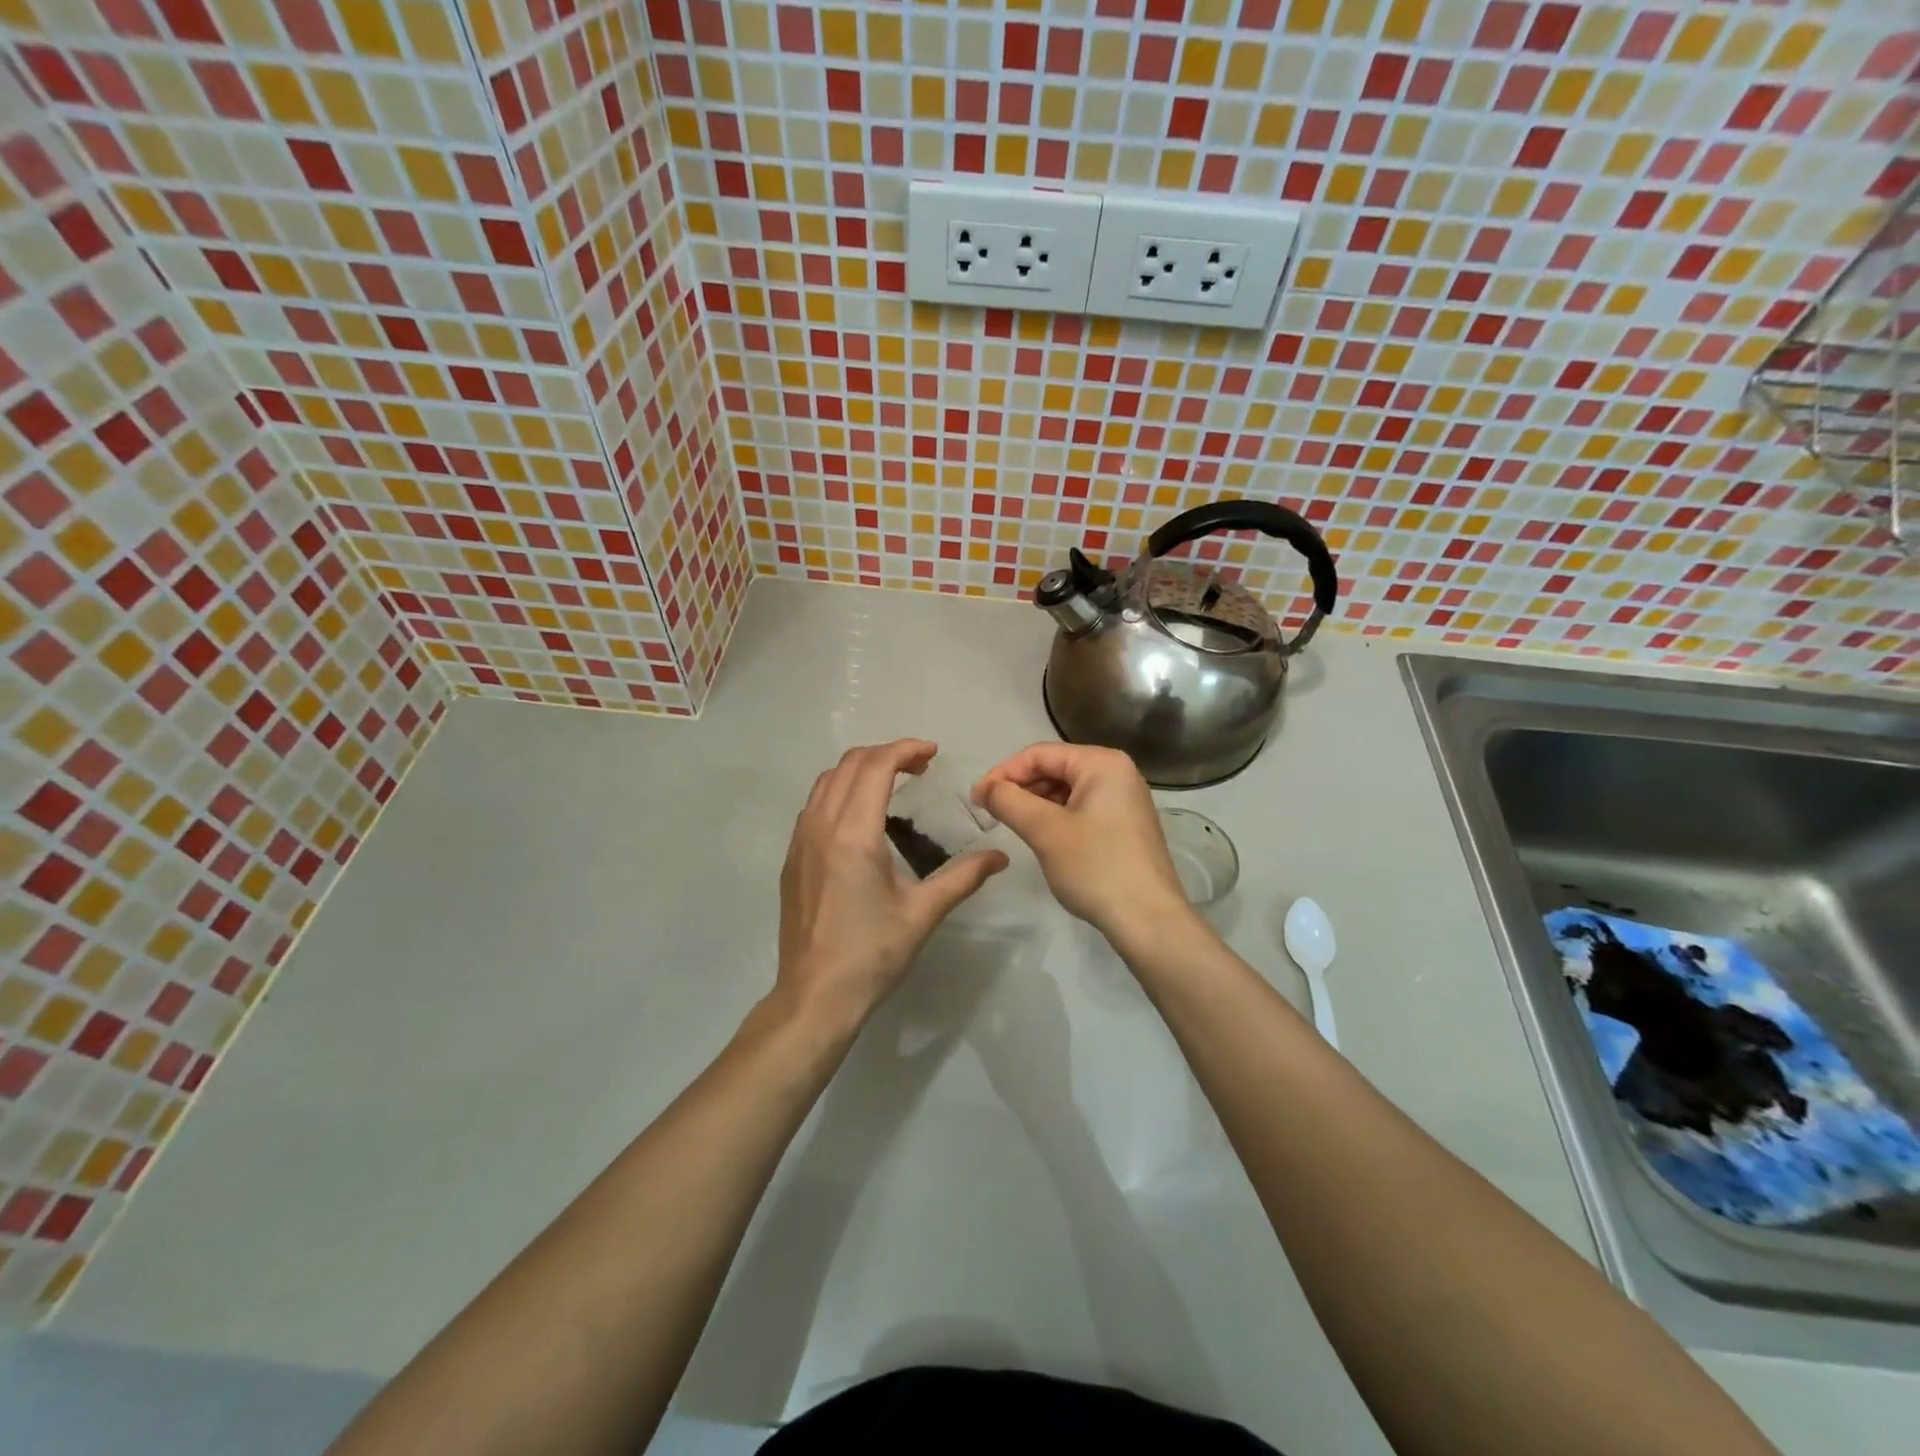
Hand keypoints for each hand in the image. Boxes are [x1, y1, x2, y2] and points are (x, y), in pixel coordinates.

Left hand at [776, 740, 1007, 1032]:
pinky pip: (814, 804)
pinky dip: (840, 791)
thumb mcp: (923, 913)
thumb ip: (963, 877)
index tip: (932, 753)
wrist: (815, 996)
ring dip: (859, 769)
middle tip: (919, 767)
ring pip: (826, 781)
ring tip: (892, 783)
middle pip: (849, 764)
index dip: (905, 750)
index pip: (876, 766)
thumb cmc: (872, 954)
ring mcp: (800, 841)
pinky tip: (862, 816)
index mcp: (853, 834)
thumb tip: (1000, 857)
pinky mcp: (792, 858)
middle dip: (885, 754)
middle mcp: (821, 826)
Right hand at [974, 743, 1186, 939]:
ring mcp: (1124, 799)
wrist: (1148, 919)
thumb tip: (984, 788)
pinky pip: (1081, 808)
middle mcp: (1118, 772)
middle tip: (991, 813)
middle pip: (1055, 768)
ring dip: (1036, 804)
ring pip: (1067, 790)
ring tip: (1013, 826)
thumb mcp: (1045, 831)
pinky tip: (1041, 837)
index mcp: (1102, 763)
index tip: (977, 798)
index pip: (1040, 754)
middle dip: (1020, 788)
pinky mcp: (1125, 824)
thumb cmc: (1095, 867)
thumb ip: (1009, 801)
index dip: (1003, 772)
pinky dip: (1056, 817)